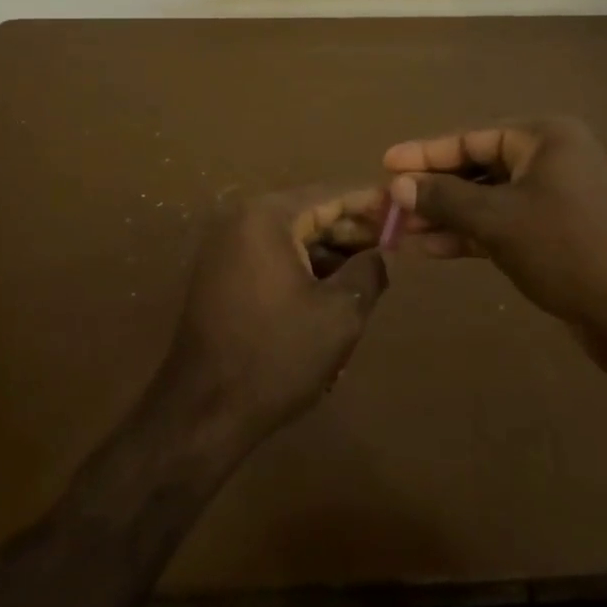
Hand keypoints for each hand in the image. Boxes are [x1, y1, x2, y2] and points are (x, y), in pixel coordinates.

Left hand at [161, 186, 388, 446]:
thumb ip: (368, 271)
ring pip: (292, 239)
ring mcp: (226, 248)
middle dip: (351, 230)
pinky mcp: (221, 276)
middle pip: (309, 214)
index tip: (402, 208)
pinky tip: (333, 293)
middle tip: (393, 244)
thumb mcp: (340, 313)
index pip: (330, 196)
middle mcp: (242, 220)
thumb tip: (381, 253)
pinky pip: (272, 258)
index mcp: (268, 216)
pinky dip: (303, 269)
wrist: (204, 411)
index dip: (370, 203)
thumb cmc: (277, 354)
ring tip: (369, 272)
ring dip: (329, 253)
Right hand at [384, 117, 606, 380]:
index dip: (425, 153)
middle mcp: (550, 158)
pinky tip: (429, 248)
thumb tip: (398, 185)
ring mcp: (554, 197)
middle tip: (388, 203)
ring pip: (487, 199)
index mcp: (544, 137)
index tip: (386, 162)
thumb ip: (445, 198)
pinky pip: (502, 224)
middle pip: (477, 168)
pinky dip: (469, 235)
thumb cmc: (567, 249)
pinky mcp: (554, 233)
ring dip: (445, 216)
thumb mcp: (498, 220)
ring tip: (399, 230)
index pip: (471, 138)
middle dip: (432, 190)